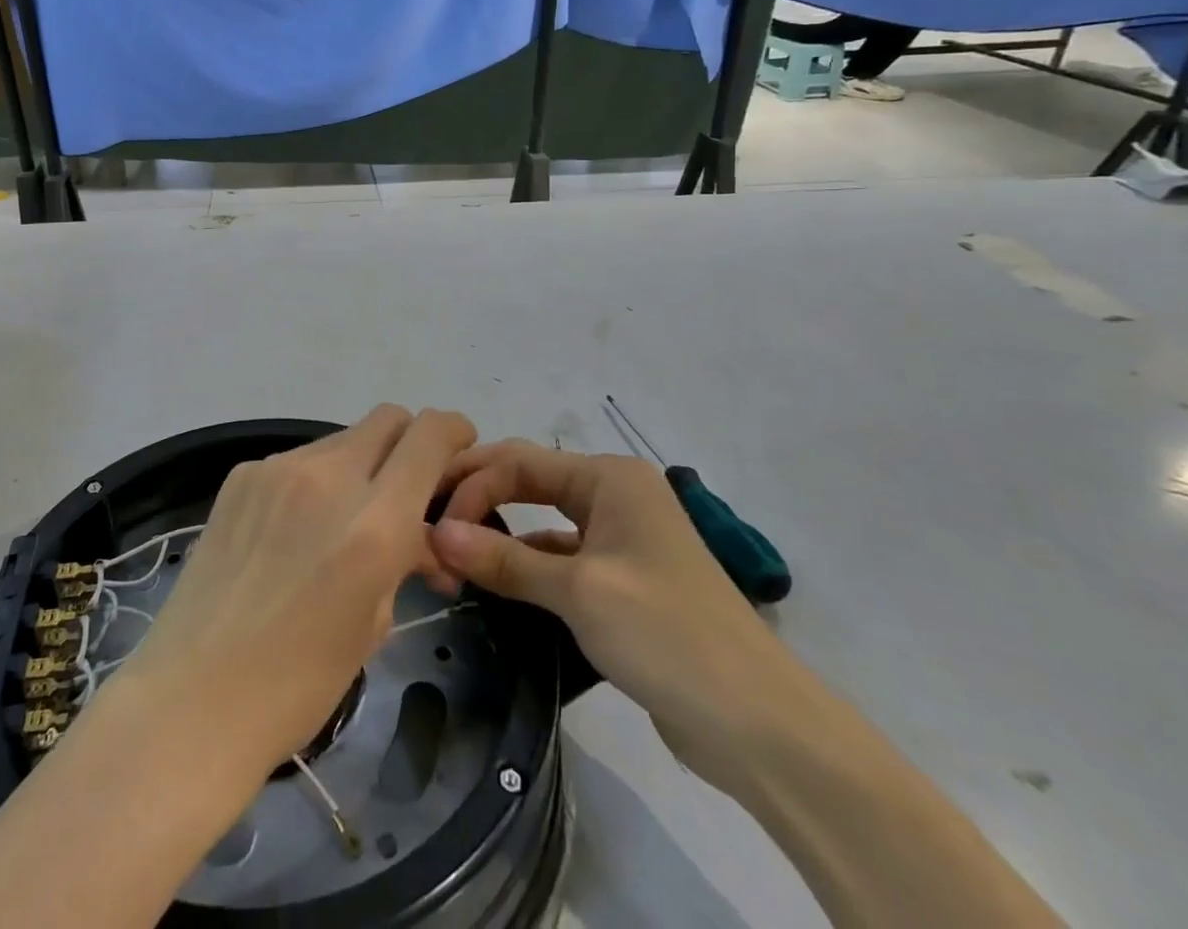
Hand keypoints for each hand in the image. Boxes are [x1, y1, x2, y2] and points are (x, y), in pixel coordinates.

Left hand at [109, 406, 477, 782]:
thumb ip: (402, 559)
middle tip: (405, 490)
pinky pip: (297, 461)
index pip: (430, 435)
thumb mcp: (374, 624)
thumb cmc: (298, 684)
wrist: (193, 697)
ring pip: (341, 440)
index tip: (458, 448)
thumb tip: (417, 537)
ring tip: (341, 524)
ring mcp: (277, 469)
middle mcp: (328, 477)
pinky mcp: (241, 475)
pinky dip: (313, 483)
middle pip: (387, 419)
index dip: (454, 430)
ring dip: (358, 467)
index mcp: (375, 522)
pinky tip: (293, 532)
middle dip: (408, 443)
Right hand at [429, 441, 826, 795]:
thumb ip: (503, 560)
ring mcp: (620, 538)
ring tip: (450, 553)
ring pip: (541, 520)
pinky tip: (494, 584)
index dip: (471, 486)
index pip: (519, 461)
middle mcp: (614, 495)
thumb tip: (436, 534)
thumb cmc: (666, 634)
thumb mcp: (578, 592)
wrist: (759, 726)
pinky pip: (559, 557)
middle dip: (479, 497)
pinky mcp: (621, 580)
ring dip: (499, 534)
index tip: (433, 525)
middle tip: (428, 521)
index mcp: (609, 477)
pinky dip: (525, 565)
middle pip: (529, 480)